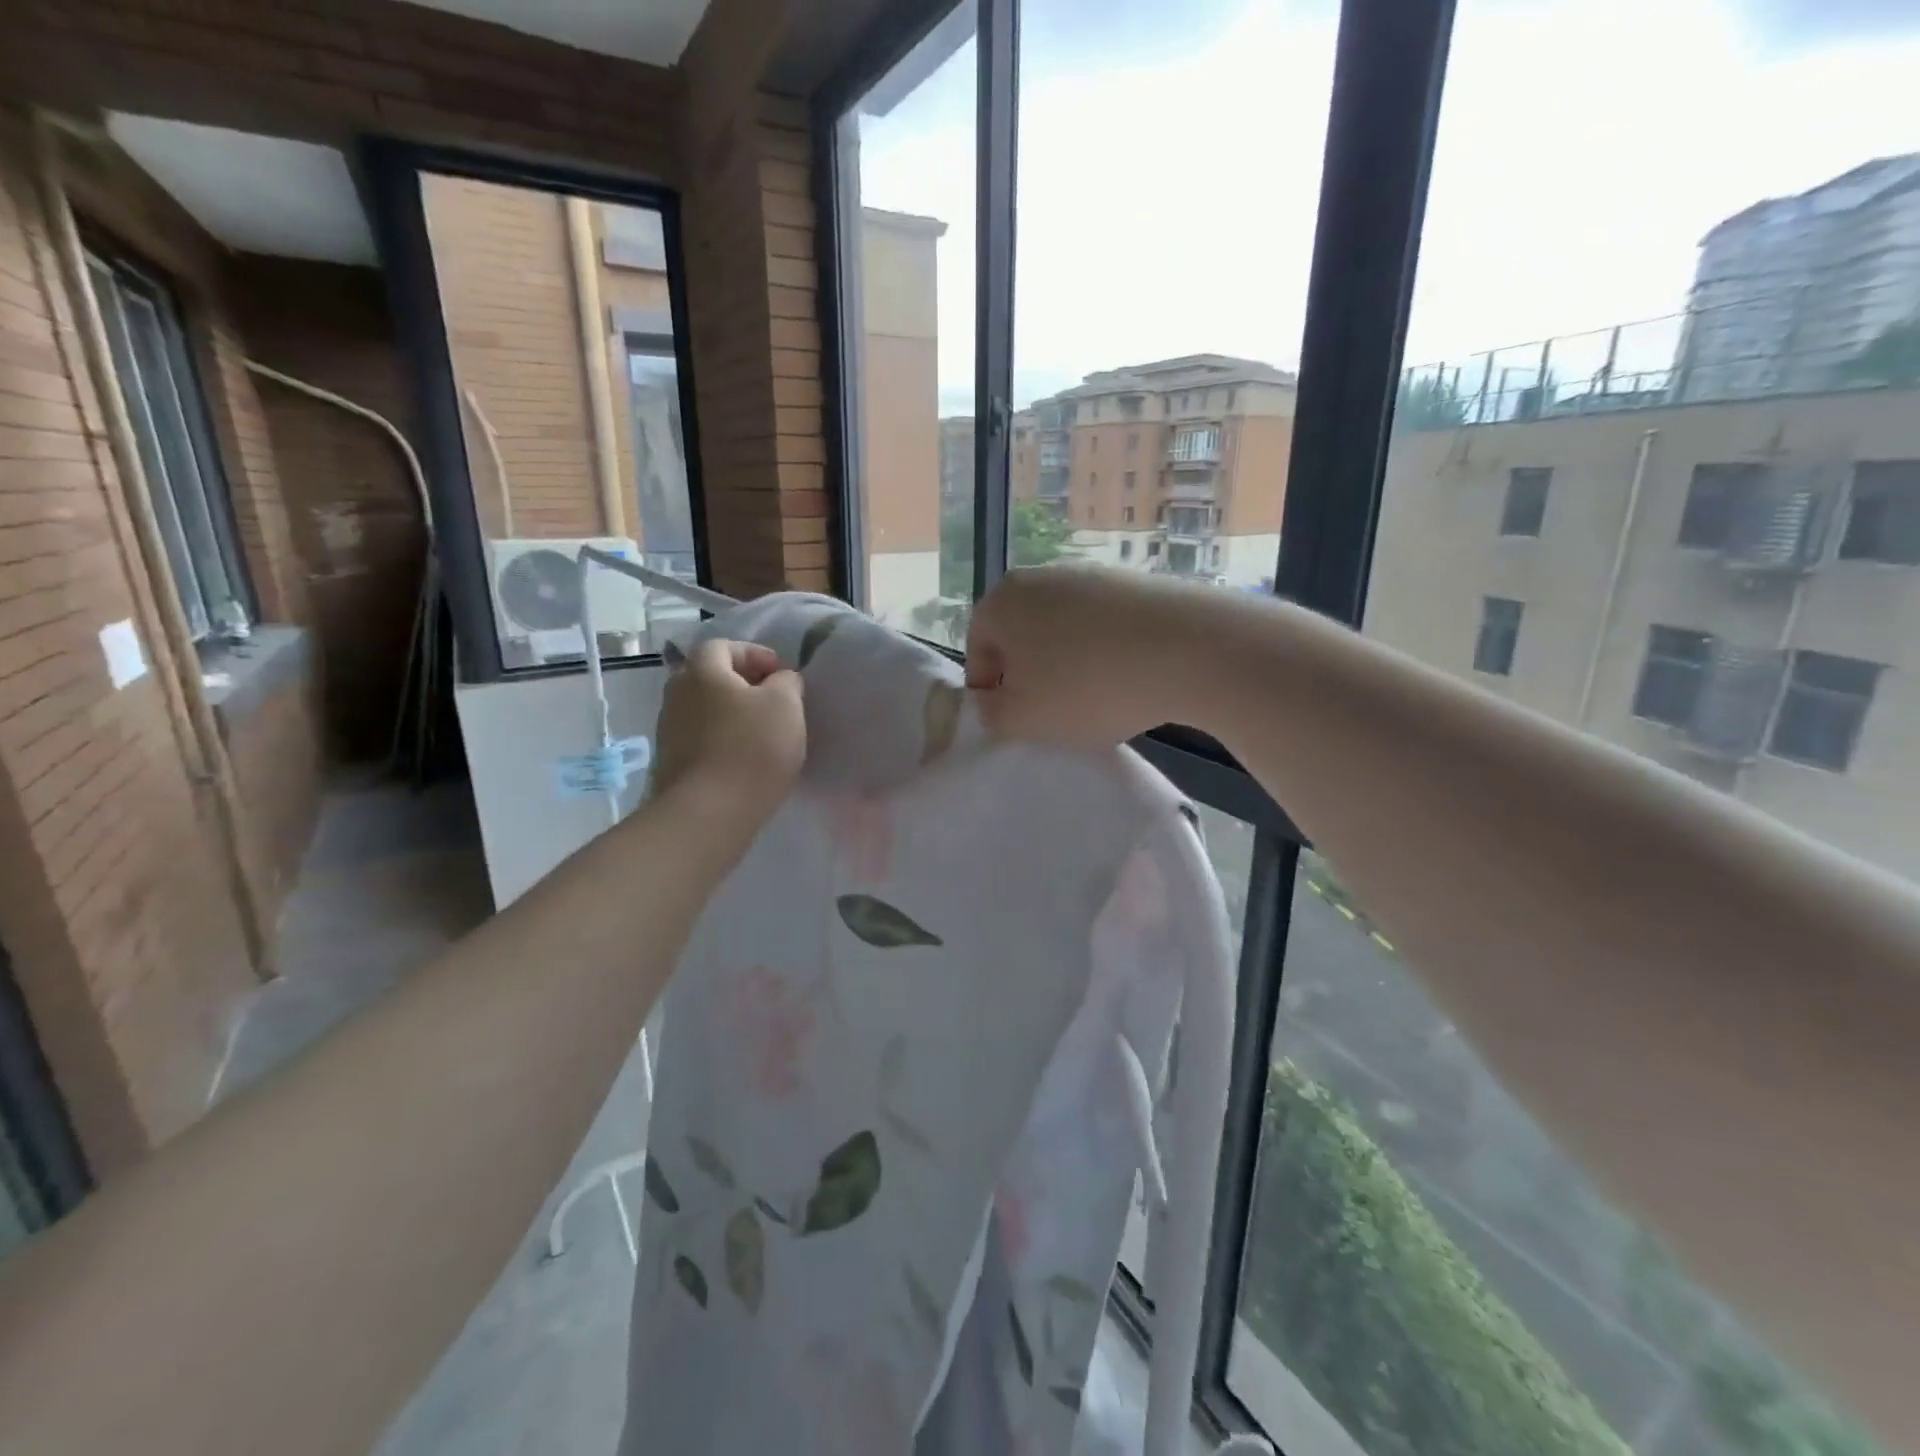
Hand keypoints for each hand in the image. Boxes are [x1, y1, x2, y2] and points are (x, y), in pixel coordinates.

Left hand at [654, 639, 805, 829]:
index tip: (781, 674)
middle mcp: (677, 694)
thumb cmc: (752, 749)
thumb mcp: (786, 705)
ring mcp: (669, 730)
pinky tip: (745, 759)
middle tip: (773, 701)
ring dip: (732, 714)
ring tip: (763, 733)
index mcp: (702, 671)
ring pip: (705, 709)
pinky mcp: (672, 762)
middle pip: (709, 677)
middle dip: (741, 684)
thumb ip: (787, 682)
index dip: (754, 654)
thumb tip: (779, 680)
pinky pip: (701, 738)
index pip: (723, 646)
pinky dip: (723, 739)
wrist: (708, 813)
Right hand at [965, 564, 1225, 746]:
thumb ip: (989, 714)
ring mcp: (1090, 575)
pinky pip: (1103, 628)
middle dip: (1032, 679)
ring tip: (1098, 700)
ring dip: (1070, 668)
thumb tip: (990, 700)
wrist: (1188, 649)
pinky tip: (1129, 680)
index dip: (991, 697)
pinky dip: (1107, 654)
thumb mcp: (1021, 719)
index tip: (1017, 724)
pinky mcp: (1133, 583)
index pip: (976, 656)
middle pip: (1020, 641)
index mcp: (1000, 602)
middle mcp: (1039, 577)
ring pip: (1063, 634)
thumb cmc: (1087, 686)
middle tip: (1055, 715)